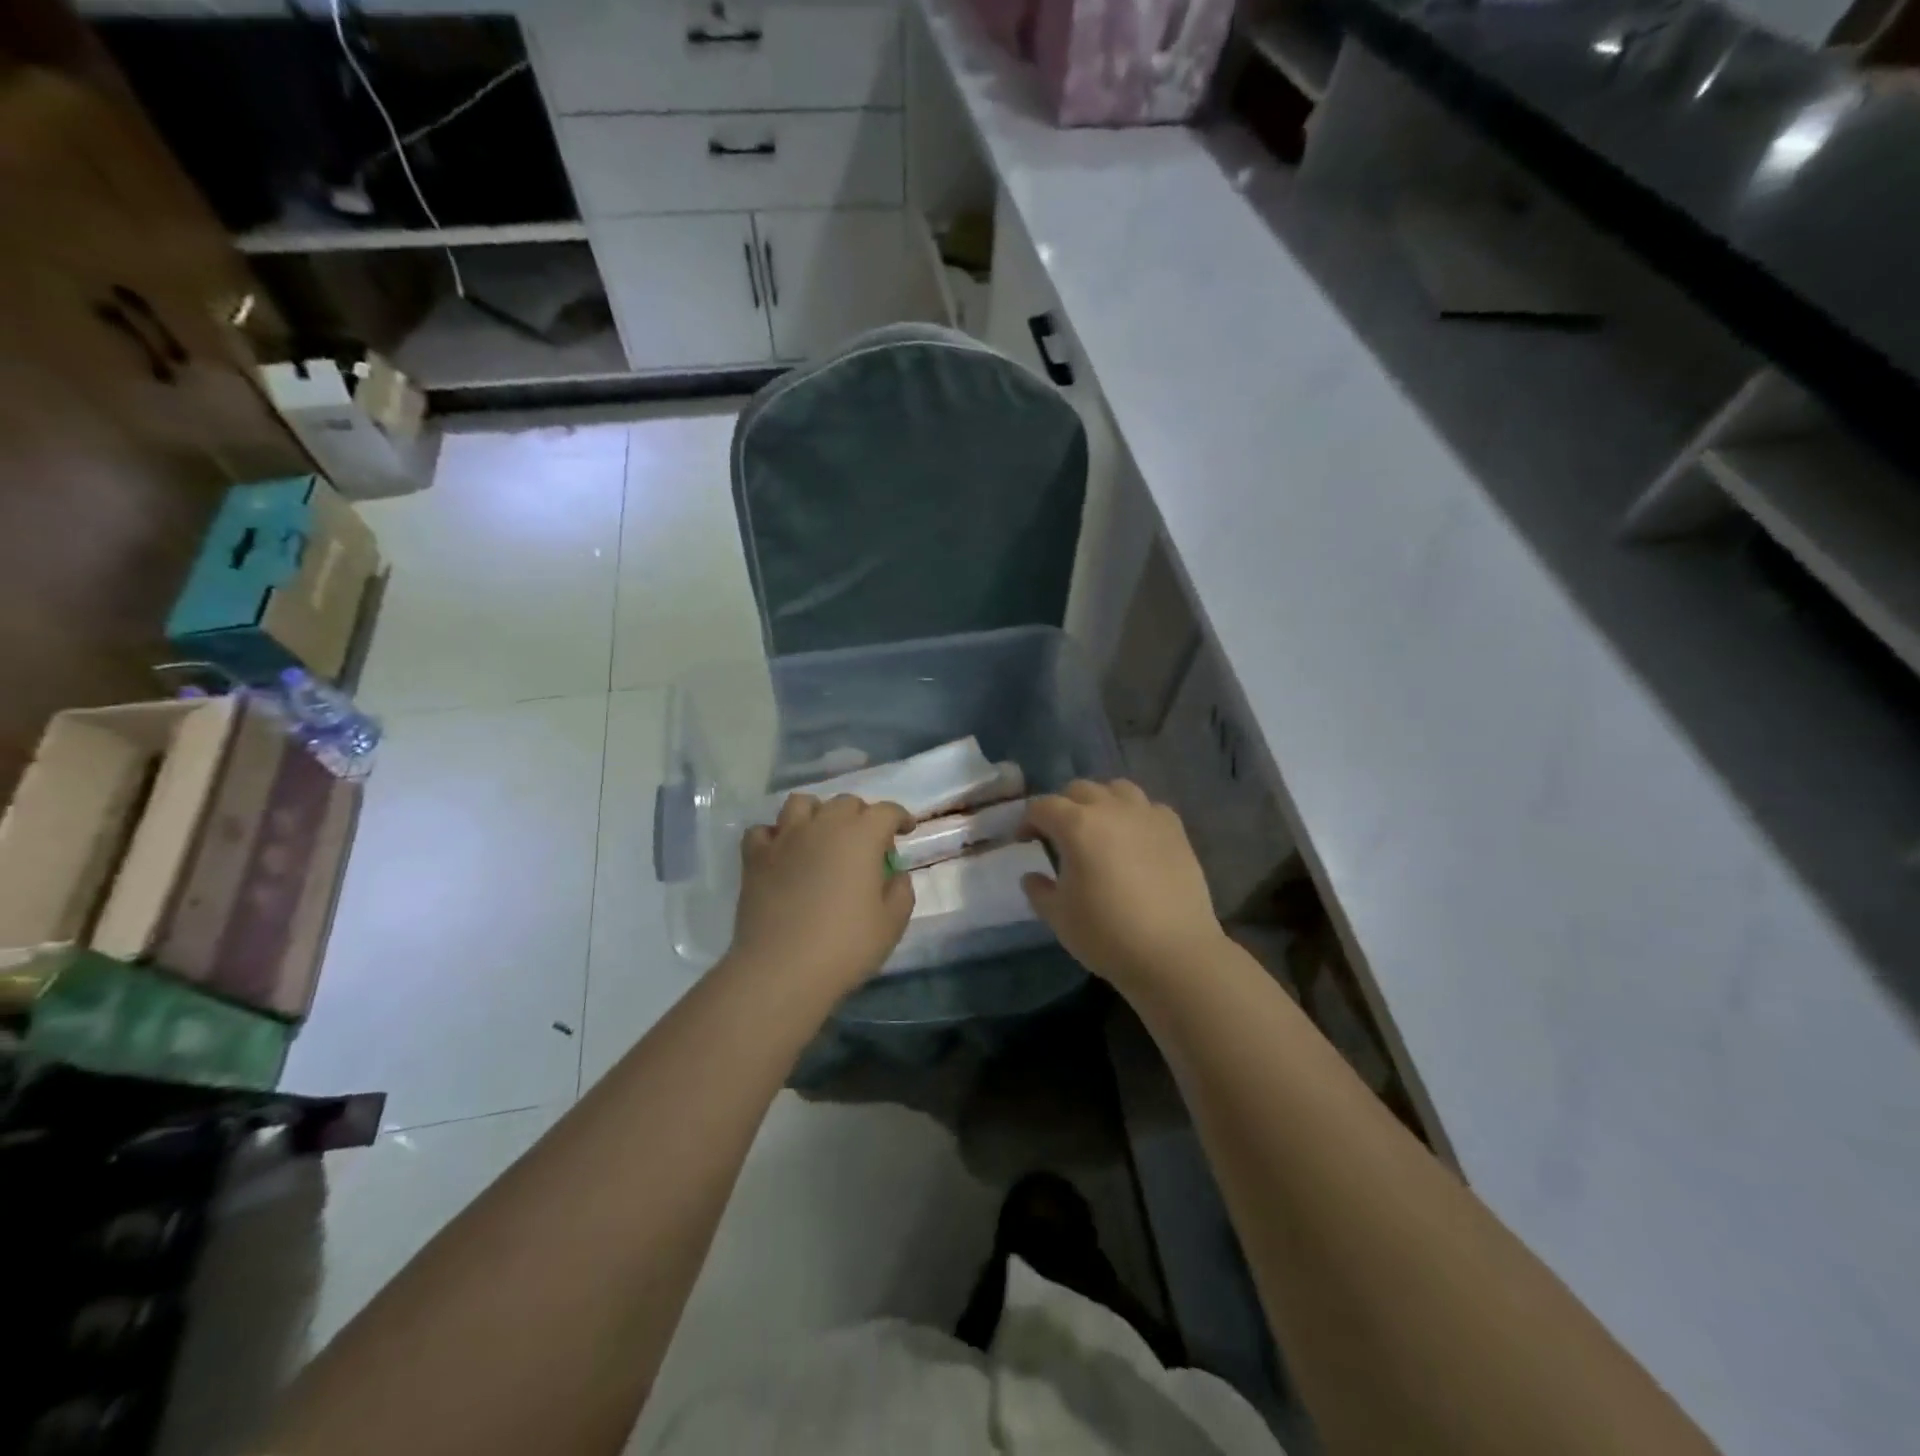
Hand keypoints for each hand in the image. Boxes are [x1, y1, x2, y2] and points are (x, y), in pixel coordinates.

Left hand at [728, 793, 914, 997]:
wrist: (782, 970)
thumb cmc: (846, 946)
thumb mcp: (892, 923)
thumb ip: (901, 890)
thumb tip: (895, 874)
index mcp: (861, 836)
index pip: (886, 811)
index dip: (899, 817)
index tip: (905, 830)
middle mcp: (823, 826)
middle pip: (845, 803)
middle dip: (861, 815)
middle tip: (866, 842)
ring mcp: (785, 838)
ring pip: (801, 804)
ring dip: (817, 813)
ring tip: (821, 836)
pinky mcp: (755, 857)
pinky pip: (764, 831)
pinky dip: (776, 836)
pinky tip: (783, 853)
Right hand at [1022, 780, 1225, 991]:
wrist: (1174, 953)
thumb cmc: (1107, 934)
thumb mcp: (1058, 917)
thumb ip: (1039, 890)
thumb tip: (1033, 875)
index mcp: (1076, 825)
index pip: (1042, 807)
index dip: (1027, 821)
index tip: (1024, 841)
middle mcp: (1111, 809)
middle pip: (1079, 789)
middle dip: (1062, 807)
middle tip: (1059, 835)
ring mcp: (1147, 815)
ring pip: (1116, 789)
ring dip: (1100, 802)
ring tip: (1099, 829)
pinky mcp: (1175, 829)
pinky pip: (1148, 807)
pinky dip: (1134, 815)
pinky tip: (1134, 839)